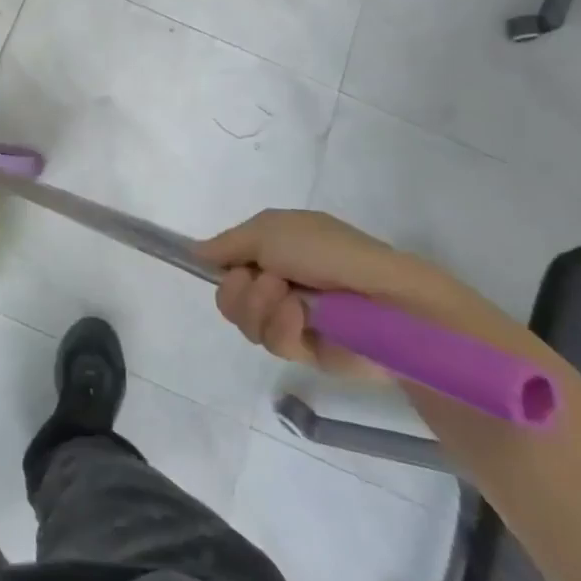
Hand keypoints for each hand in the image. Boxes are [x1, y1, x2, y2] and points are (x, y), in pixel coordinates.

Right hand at [199, 210, 511, 379]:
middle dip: (241, 289)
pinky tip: (304, 319)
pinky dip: (284, 328)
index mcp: (273, 249)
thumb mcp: (271, 229)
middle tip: (268, 281)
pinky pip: (272, 343)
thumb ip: (228, 242)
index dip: (223, 267)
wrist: (385, 299)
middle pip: (228, 297)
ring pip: (245, 322)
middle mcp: (277, 282)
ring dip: (263, 307)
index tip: (225, 267)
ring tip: (292, 300)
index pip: (227, 263)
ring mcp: (290, 318)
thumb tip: (196, 253)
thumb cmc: (329, 252)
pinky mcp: (305, 351)